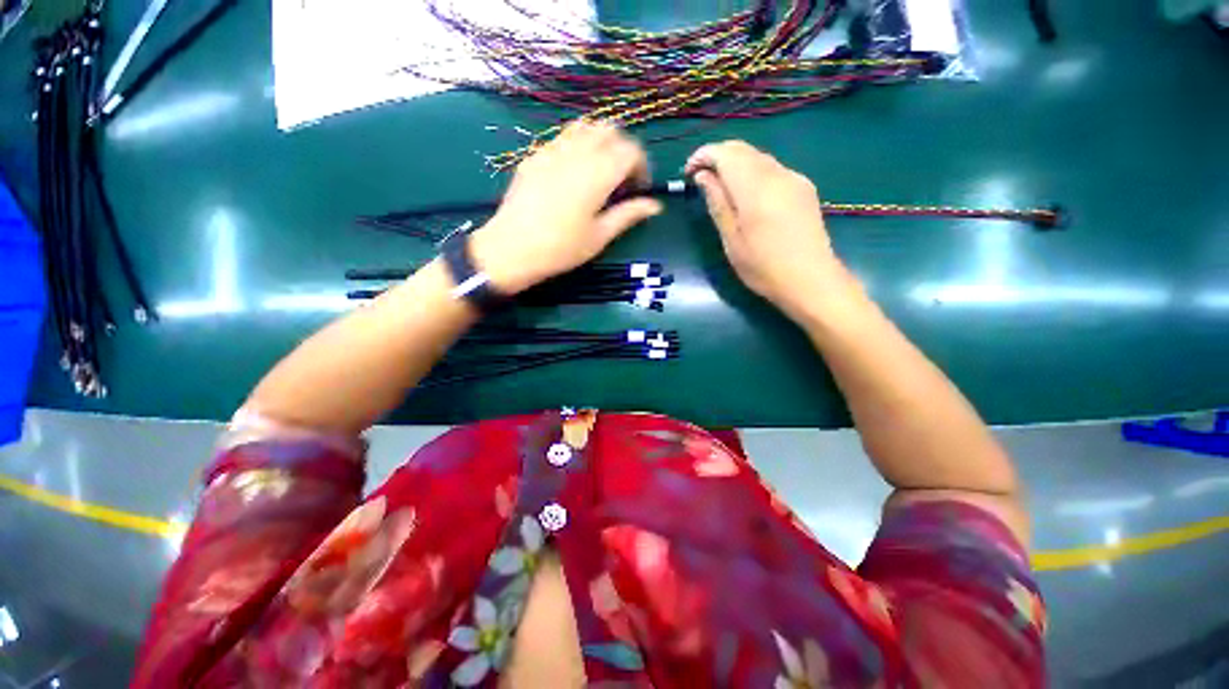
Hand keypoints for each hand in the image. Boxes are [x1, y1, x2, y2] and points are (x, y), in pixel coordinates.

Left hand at [470, 120, 662, 293]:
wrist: (512, 249)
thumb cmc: (561, 248)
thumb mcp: (600, 236)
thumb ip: (629, 215)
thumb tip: (655, 205)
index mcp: (598, 173)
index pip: (631, 150)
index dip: (642, 166)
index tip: (639, 188)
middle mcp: (577, 152)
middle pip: (611, 130)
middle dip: (623, 149)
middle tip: (621, 179)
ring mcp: (552, 149)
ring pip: (586, 127)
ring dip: (600, 142)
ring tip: (599, 171)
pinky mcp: (535, 155)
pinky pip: (563, 137)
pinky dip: (578, 145)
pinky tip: (573, 173)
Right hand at [685, 141, 854, 319]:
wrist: (811, 281)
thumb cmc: (763, 267)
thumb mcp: (731, 239)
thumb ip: (717, 203)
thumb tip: (703, 176)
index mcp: (756, 188)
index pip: (725, 153)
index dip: (703, 155)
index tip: (688, 172)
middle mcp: (777, 174)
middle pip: (743, 149)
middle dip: (717, 156)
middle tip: (700, 178)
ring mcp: (794, 179)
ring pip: (758, 157)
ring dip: (735, 164)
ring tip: (720, 188)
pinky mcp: (804, 188)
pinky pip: (772, 169)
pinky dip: (752, 173)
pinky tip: (746, 195)